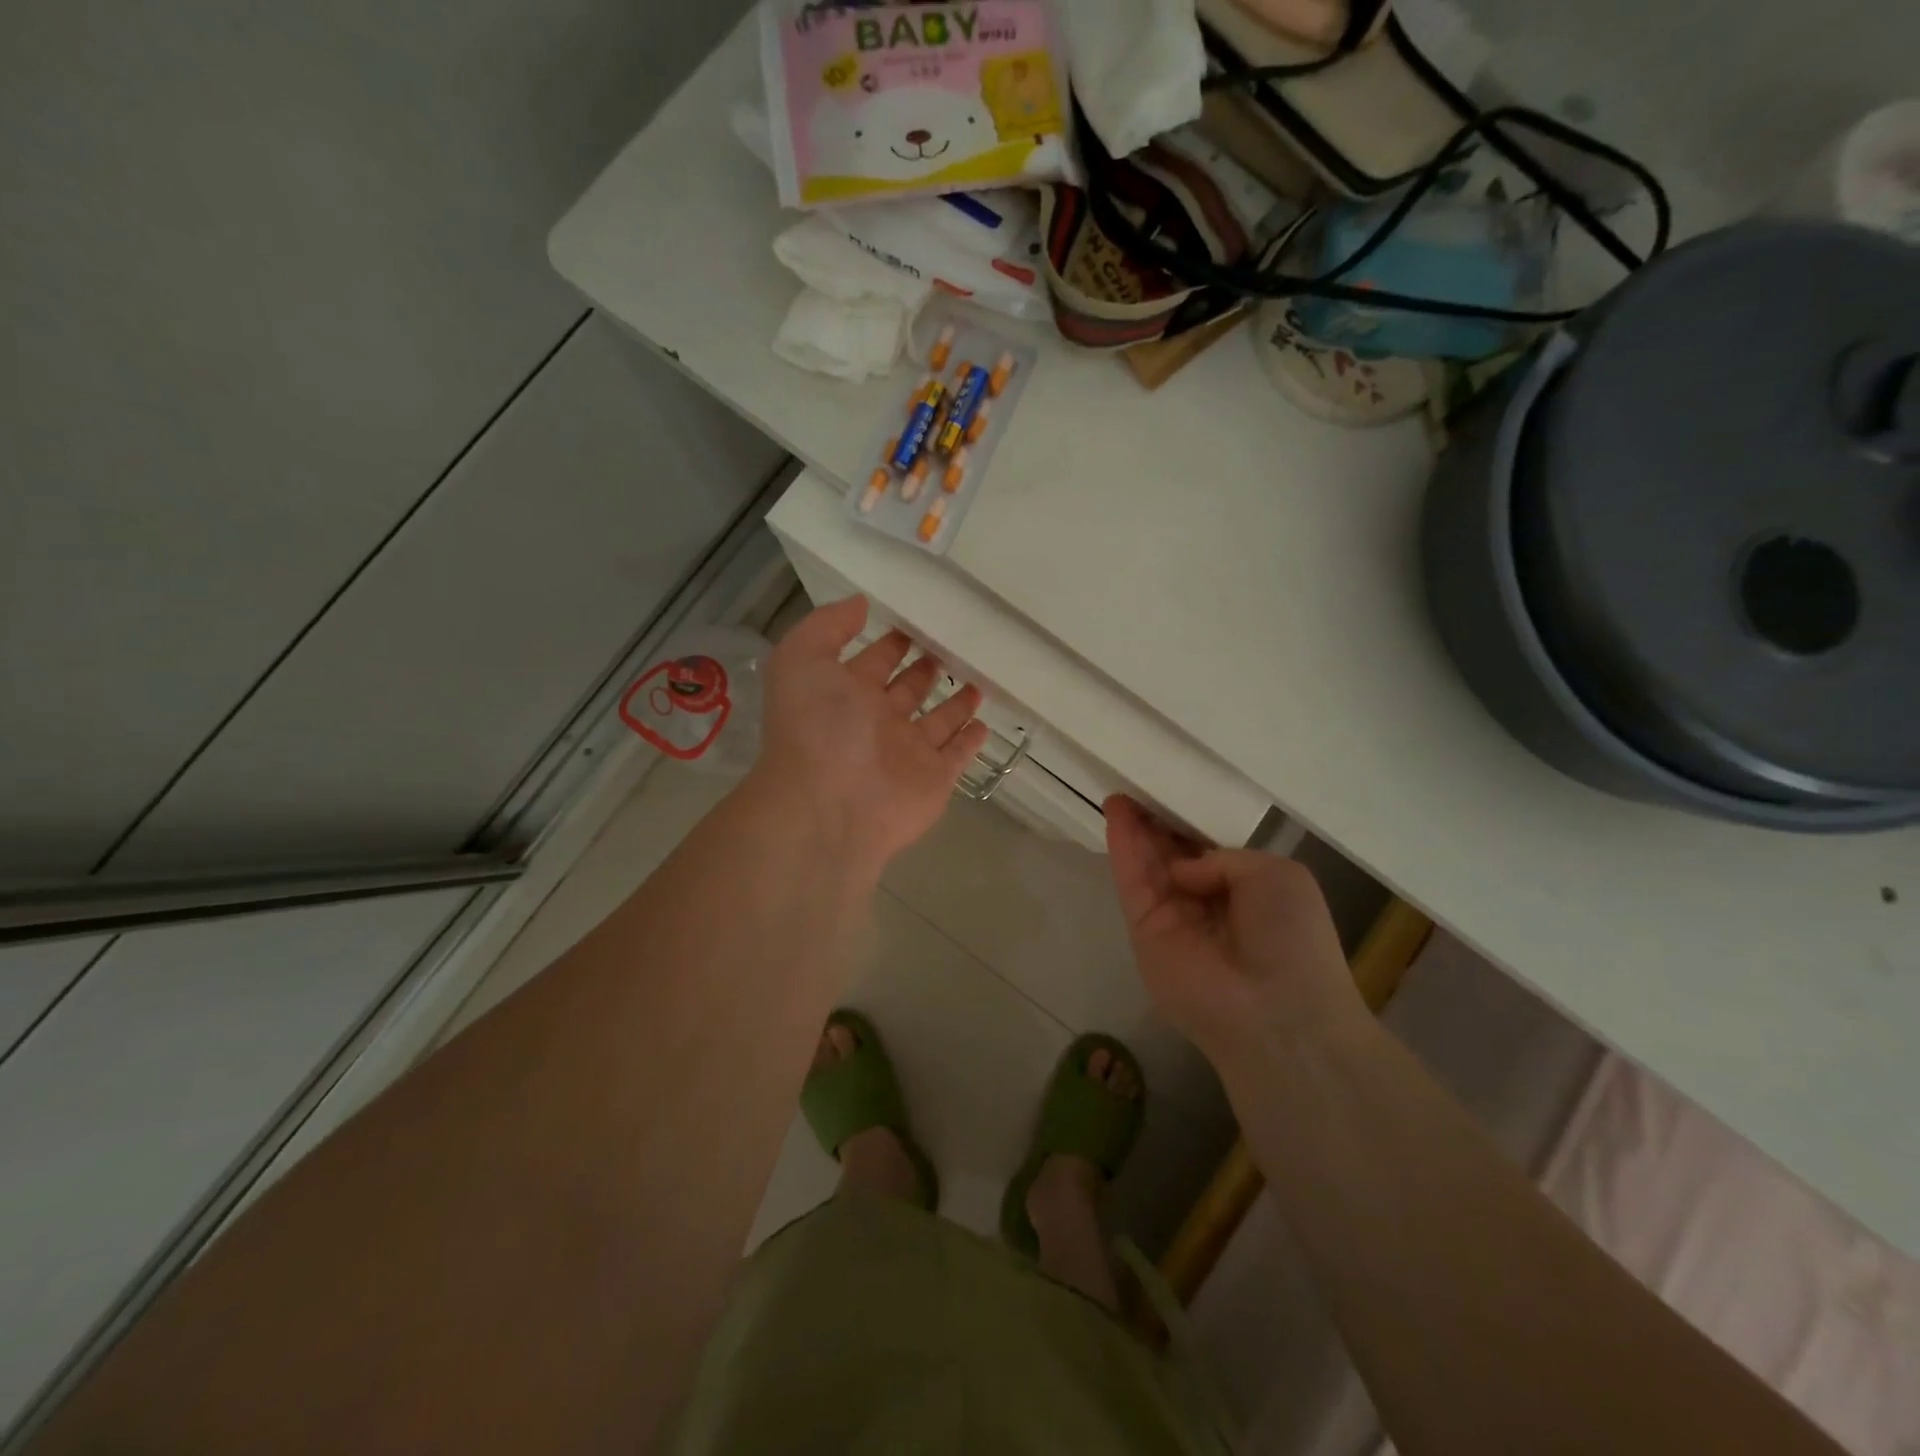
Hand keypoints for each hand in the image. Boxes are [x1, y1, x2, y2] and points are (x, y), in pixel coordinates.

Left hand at [752, 596, 988, 879]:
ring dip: (955, 701)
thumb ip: (827, 627)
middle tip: (956, 642)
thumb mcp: (802, 660)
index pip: (874, 660)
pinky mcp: (934, 779)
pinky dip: (971, 741)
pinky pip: (957, 755)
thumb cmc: (816, 728)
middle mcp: (876, 722)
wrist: (830, 806)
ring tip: (979, 675)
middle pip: (908, 689)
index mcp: (844, 695)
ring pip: (937, 721)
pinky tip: (985, 722)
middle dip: (926, 667)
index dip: (892, 641)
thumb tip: (859, 604)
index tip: (917, 618)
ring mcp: (907, 753)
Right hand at [1105, 795, 1361, 1072]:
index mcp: (1244, 889)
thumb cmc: (1292, 938)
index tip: (1170, 789)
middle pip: (1171, 852)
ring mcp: (1171, 916)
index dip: (1187, 820)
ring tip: (1119, 789)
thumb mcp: (1277, 874)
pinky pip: (1131, 881)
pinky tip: (1116, 813)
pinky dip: (1122, 847)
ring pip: (1147, 863)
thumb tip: (1183, 872)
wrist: (1276, 1010)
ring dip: (1133, 827)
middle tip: (1137, 782)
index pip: (1206, 848)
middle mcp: (1205, 901)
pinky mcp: (1143, 929)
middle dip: (1155, 820)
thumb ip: (1225, 857)